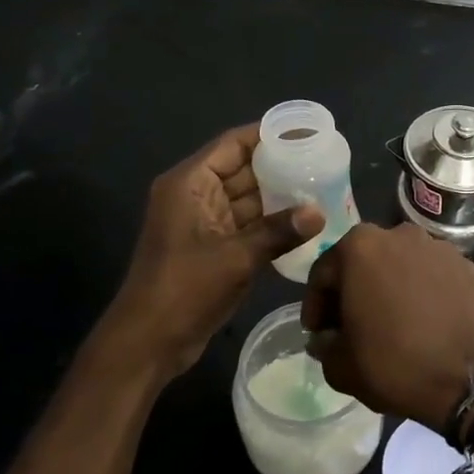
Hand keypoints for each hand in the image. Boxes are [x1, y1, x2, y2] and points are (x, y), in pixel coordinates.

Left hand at [100, 124, 321, 378]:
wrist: (149, 341)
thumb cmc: (185, 289)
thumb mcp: (236, 257)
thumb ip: (279, 231)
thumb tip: (320, 212)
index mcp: (191, 183)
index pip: (233, 144)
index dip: (268, 135)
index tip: (306, 133)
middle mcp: (196, 196)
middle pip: (243, 169)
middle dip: (281, 166)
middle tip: (324, 162)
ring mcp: (204, 223)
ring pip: (248, 199)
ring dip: (280, 197)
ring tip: (323, 189)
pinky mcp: (213, 249)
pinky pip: (247, 226)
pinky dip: (272, 224)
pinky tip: (306, 224)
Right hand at [302, 223, 473, 430]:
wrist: (466, 380)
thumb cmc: (393, 365)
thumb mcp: (339, 365)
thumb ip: (324, 343)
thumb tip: (327, 337)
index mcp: (360, 247)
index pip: (324, 273)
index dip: (316, 306)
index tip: (318, 332)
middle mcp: (401, 234)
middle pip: (365, 261)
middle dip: (355, 290)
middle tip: (352, 325)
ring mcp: (440, 248)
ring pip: (403, 265)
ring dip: (392, 287)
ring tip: (393, 322)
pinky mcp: (469, 267)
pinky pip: (436, 277)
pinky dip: (426, 293)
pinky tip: (426, 322)